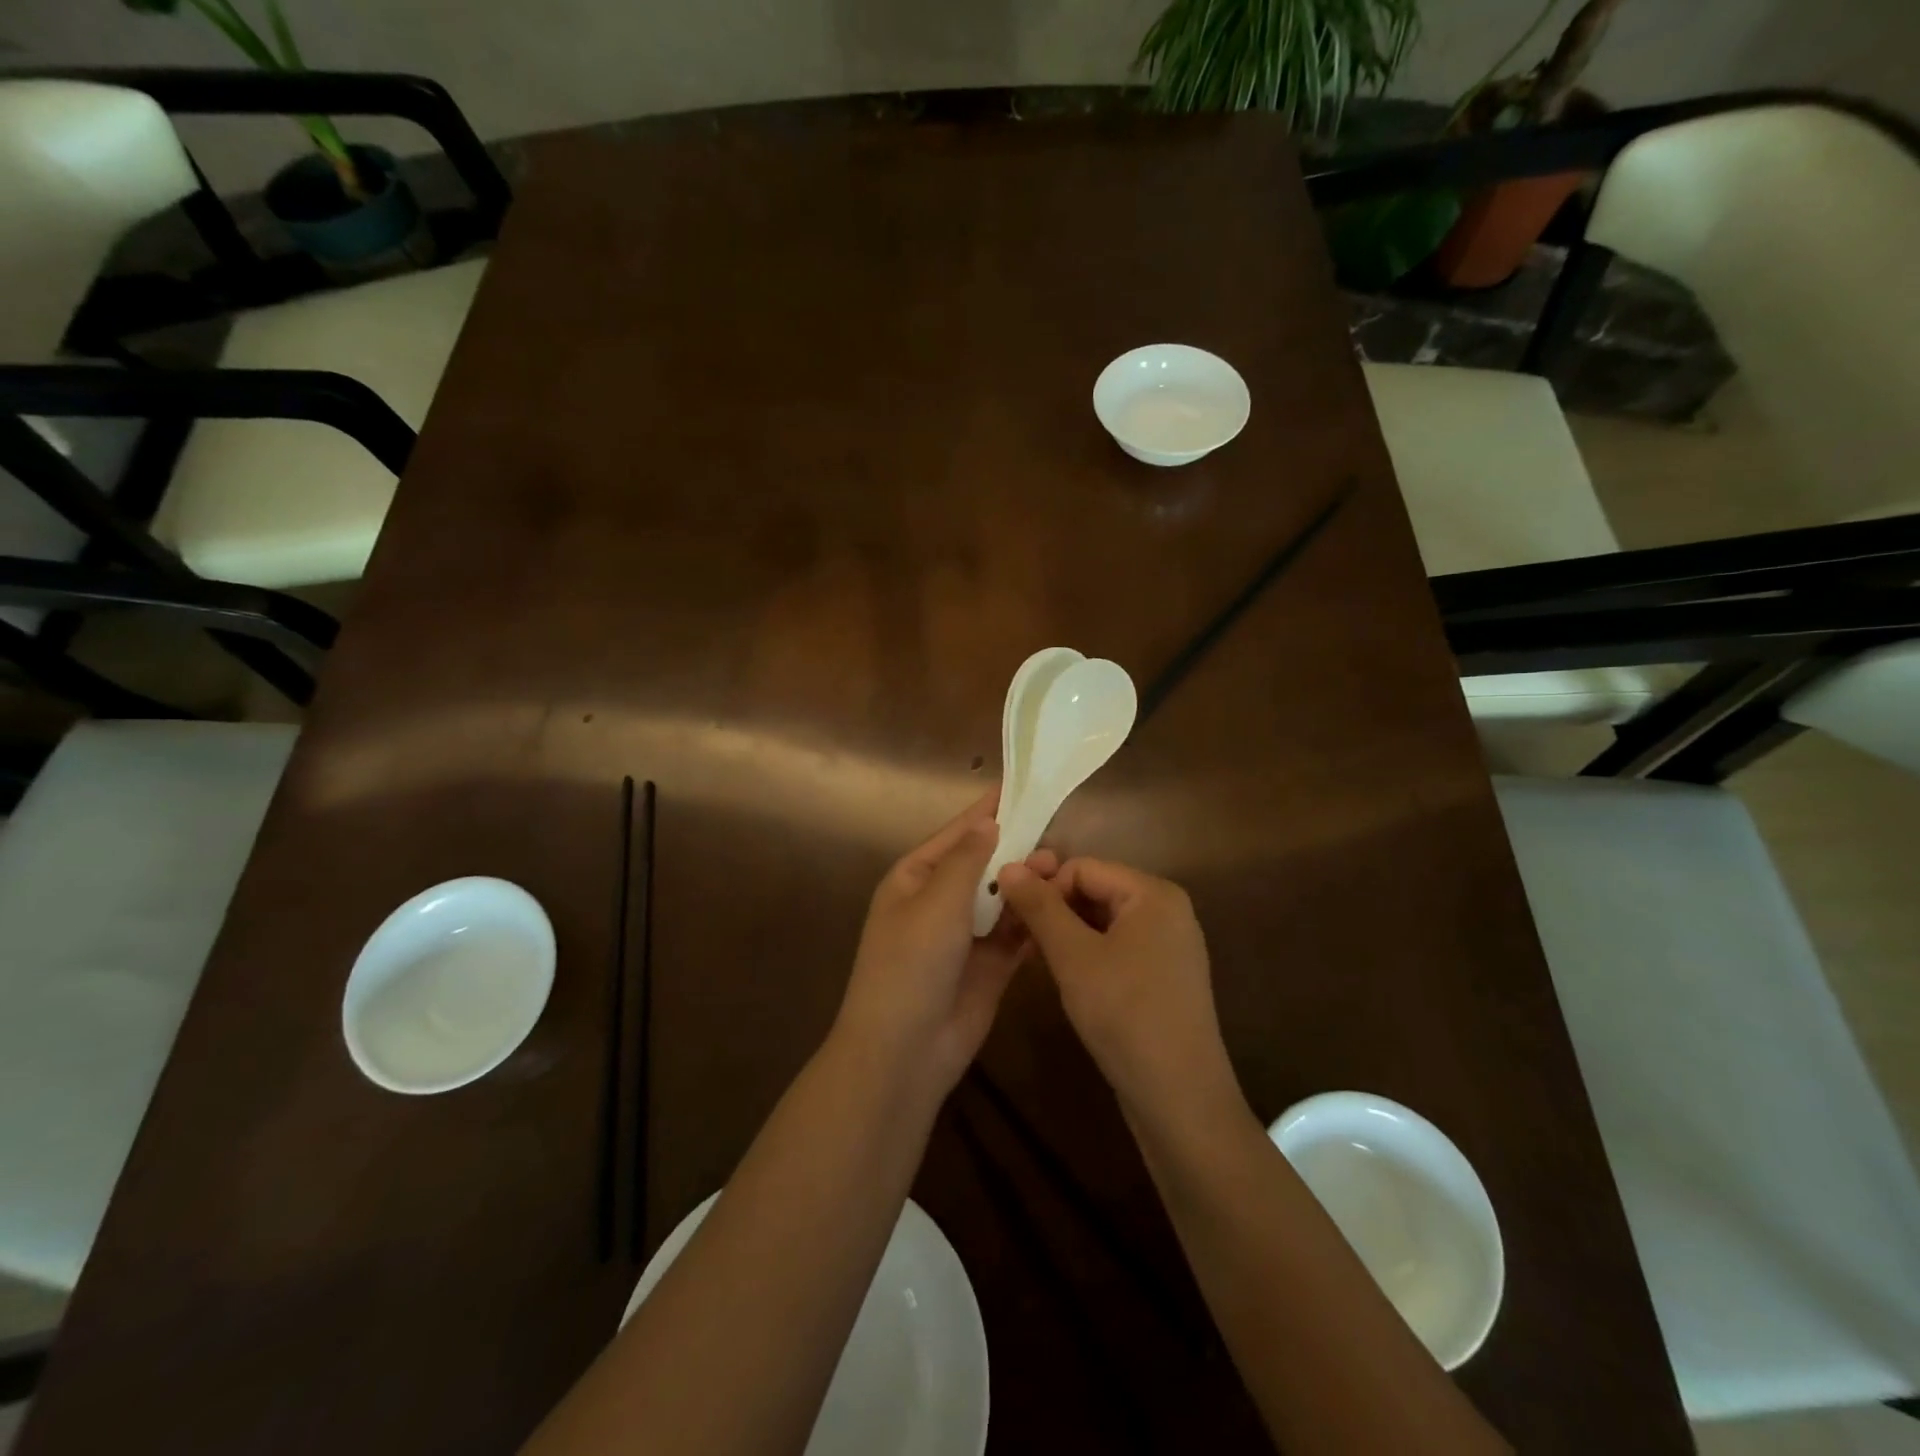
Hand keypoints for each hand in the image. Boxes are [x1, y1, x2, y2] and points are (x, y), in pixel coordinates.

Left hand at [835, 792, 1055, 1100]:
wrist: (905, 1050)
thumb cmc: (912, 963)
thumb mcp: (937, 902)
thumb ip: (967, 860)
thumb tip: (988, 823)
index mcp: (915, 878)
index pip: (957, 835)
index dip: (987, 812)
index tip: (1020, 788)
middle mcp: (940, 901)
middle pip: (984, 865)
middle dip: (1016, 851)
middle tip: (1054, 838)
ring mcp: (965, 935)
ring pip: (1003, 898)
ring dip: (1028, 884)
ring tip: (1060, 869)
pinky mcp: (989, 965)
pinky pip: (1015, 933)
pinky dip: (1033, 920)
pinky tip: (1059, 905)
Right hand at [996, 858, 1238, 1126]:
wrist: (1179, 1098)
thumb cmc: (1125, 1014)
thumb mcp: (1073, 956)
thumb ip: (1040, 907)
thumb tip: (1007, 865)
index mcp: (1153, 893)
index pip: (1082, 867)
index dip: (1043, 887)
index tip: (1010, 917)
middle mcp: (1166, 910)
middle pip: (1094, 891)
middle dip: (1053, 911)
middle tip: (1017, 939)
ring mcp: (1168, 945)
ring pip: (1101, 921)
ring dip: (1065, 935)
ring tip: (1034, 960)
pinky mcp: (1163, 976)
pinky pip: (1116, 947)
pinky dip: (1086, 955)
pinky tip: (1064, 978)